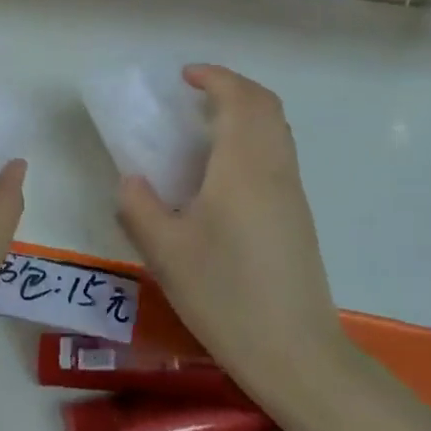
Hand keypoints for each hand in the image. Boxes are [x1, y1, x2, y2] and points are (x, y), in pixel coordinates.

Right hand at [116, 65, 349, 389]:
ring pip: (277, 131)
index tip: (184, 77)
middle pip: (266, 107)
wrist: (294, 352)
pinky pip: (278, 156)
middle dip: (232, 89)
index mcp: (244, 169)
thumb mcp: (165, 252)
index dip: (214, 78)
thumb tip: (131, 180)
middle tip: (193, 96)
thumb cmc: (224, 295)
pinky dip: (252, 141)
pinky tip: (221, 175)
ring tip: (203, 129)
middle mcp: (276, 171)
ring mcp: (293, 195)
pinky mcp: (298, 218)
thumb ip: (139, 206)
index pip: (240, 100)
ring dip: (245, 114)